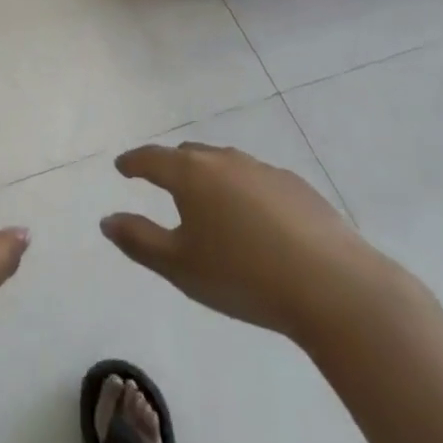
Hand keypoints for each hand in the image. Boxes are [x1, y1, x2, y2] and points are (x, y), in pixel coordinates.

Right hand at [101, 142, 393, 345]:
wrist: (334, 288)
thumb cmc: (243, 276)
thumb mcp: (179, 267)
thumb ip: (138, 240)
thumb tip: (107, 220)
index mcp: (191, 174)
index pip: (151, 158)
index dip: (133, 162)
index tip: (122, 167)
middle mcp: (225, 161)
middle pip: (189, 154)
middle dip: (171, 165)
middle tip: (162, 183)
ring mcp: (265, 170)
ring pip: (226, 164)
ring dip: (210, 177)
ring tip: (209, 203)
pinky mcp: (298, 187)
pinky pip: (257, 180)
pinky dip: (244, 191)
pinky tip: (255, 221)